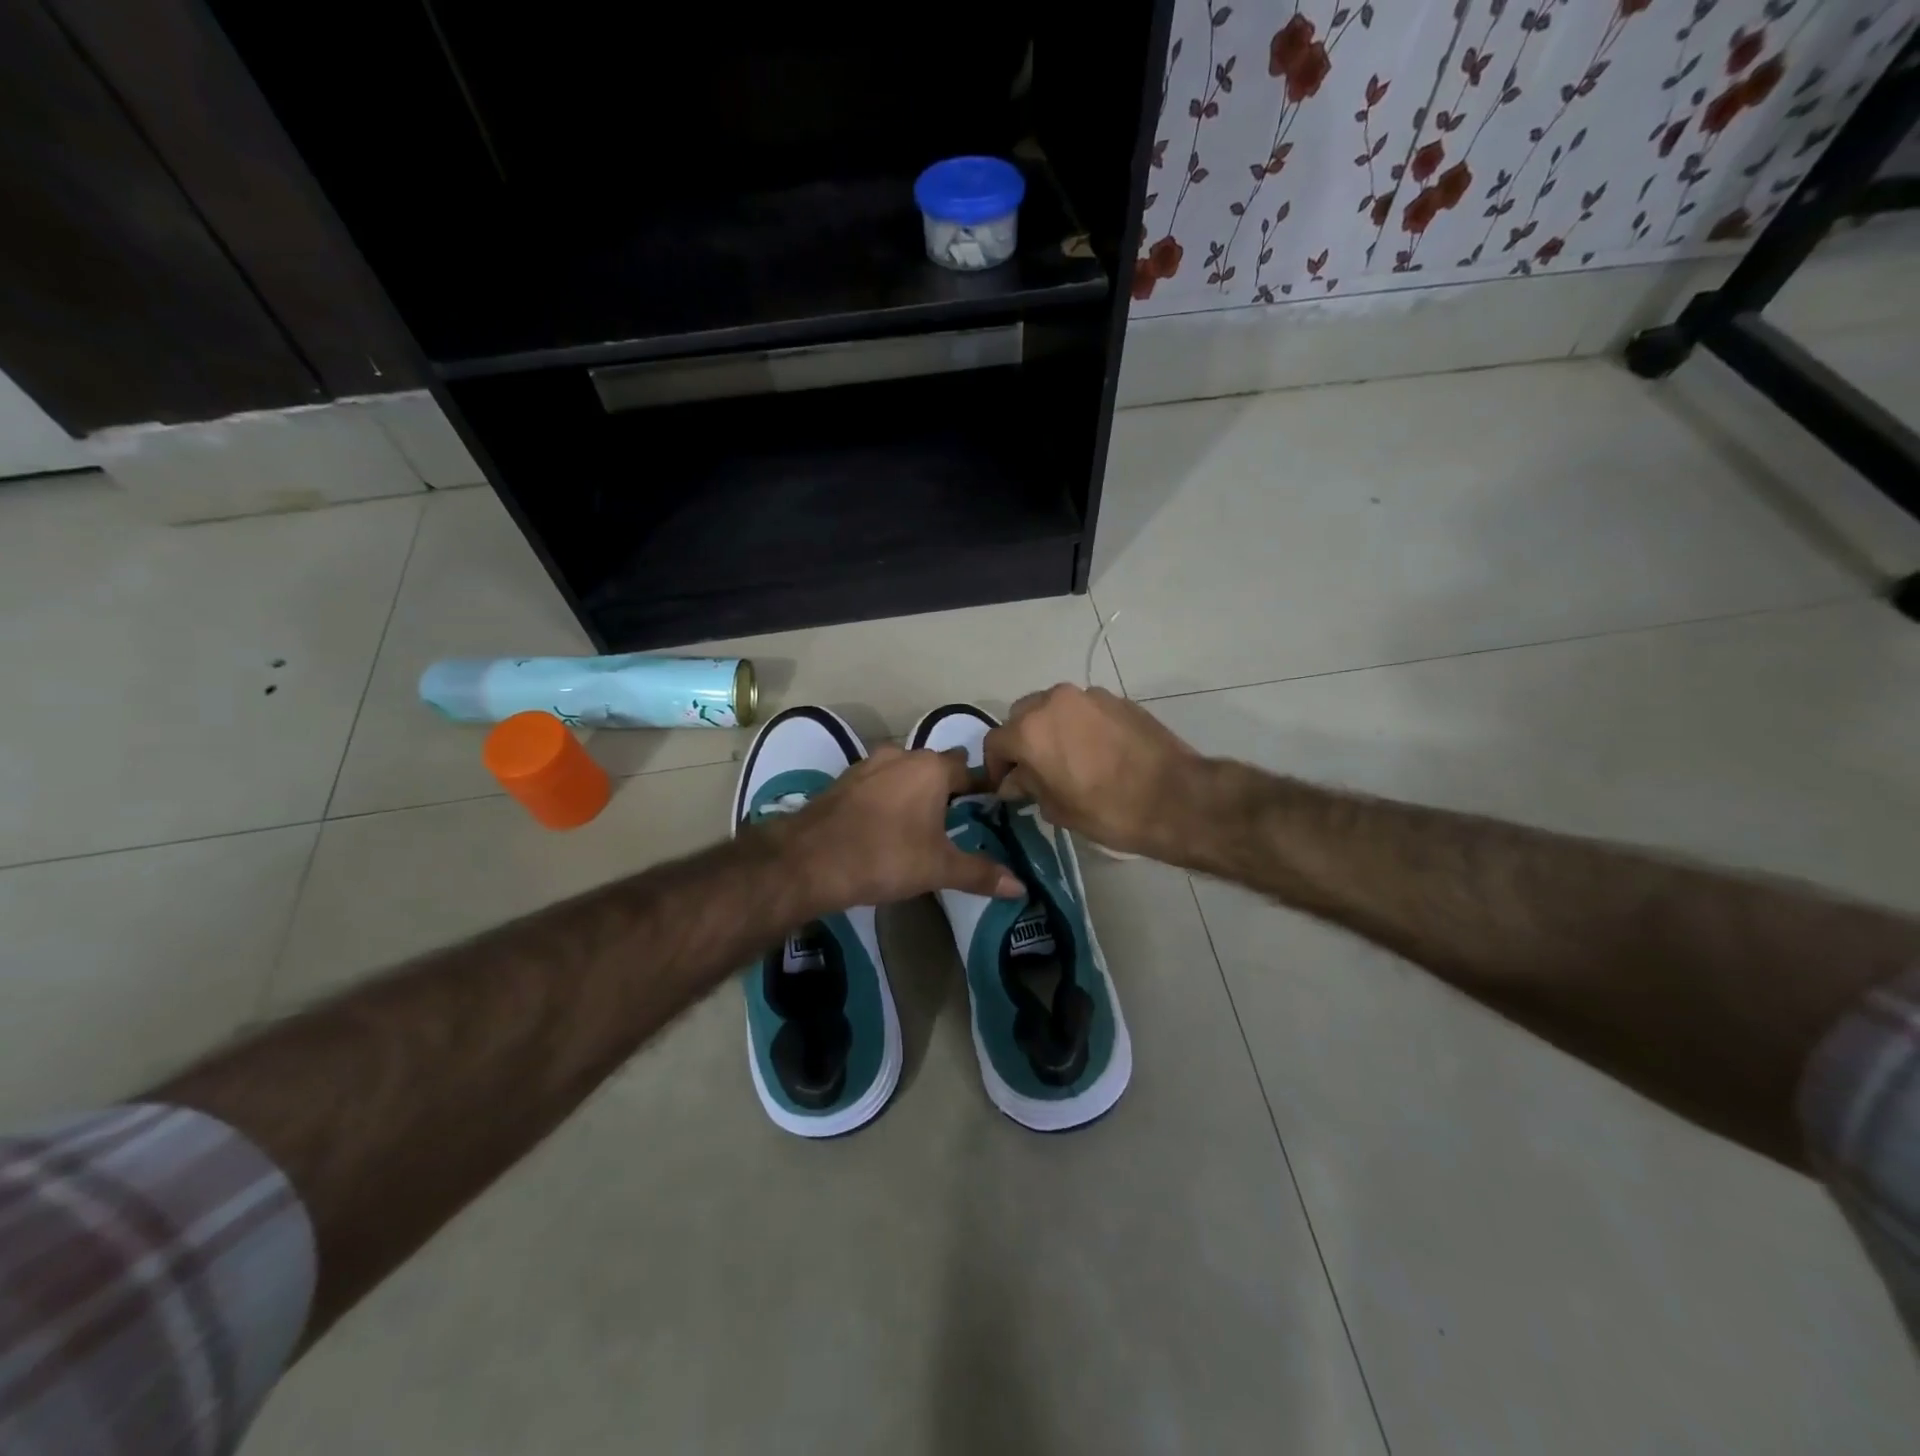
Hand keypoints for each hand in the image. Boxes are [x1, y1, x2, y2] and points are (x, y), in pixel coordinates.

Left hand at [765, 744, 1023, 913]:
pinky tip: (885, 823)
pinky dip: (887, 796)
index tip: (989, 809)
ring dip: (914, 789)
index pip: (970, 770)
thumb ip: (980, 873)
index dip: (982, 788)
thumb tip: (1021, 887)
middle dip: (948, 787)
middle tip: (957, 819)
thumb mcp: (938, 868)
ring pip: (904, 771)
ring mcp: (869, 764)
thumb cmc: (885, 857)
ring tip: (921, 822)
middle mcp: (902, 755)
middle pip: (936, 765)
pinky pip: (877, 782)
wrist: (809, 859)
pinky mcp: (844, 780)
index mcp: (932, 768)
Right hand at [983, 685, 1202, 857]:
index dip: (995, 765)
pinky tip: (1095, 750)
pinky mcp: (1116, 698)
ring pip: (1053, 707)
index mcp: (1030, 731)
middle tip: (1034, 769)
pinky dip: (1079, 725)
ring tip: (1066, 757)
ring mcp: (1087, 696)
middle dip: (1021, 740)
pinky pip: (1083, 709)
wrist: (1174, 797)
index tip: (1005, 784)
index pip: (995, 741)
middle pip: (1021, 716)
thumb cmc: (1107, 810)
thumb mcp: (1057, 808)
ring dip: (1050, 728)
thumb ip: (1028, 786)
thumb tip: (1013, 780)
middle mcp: (1053, 702)